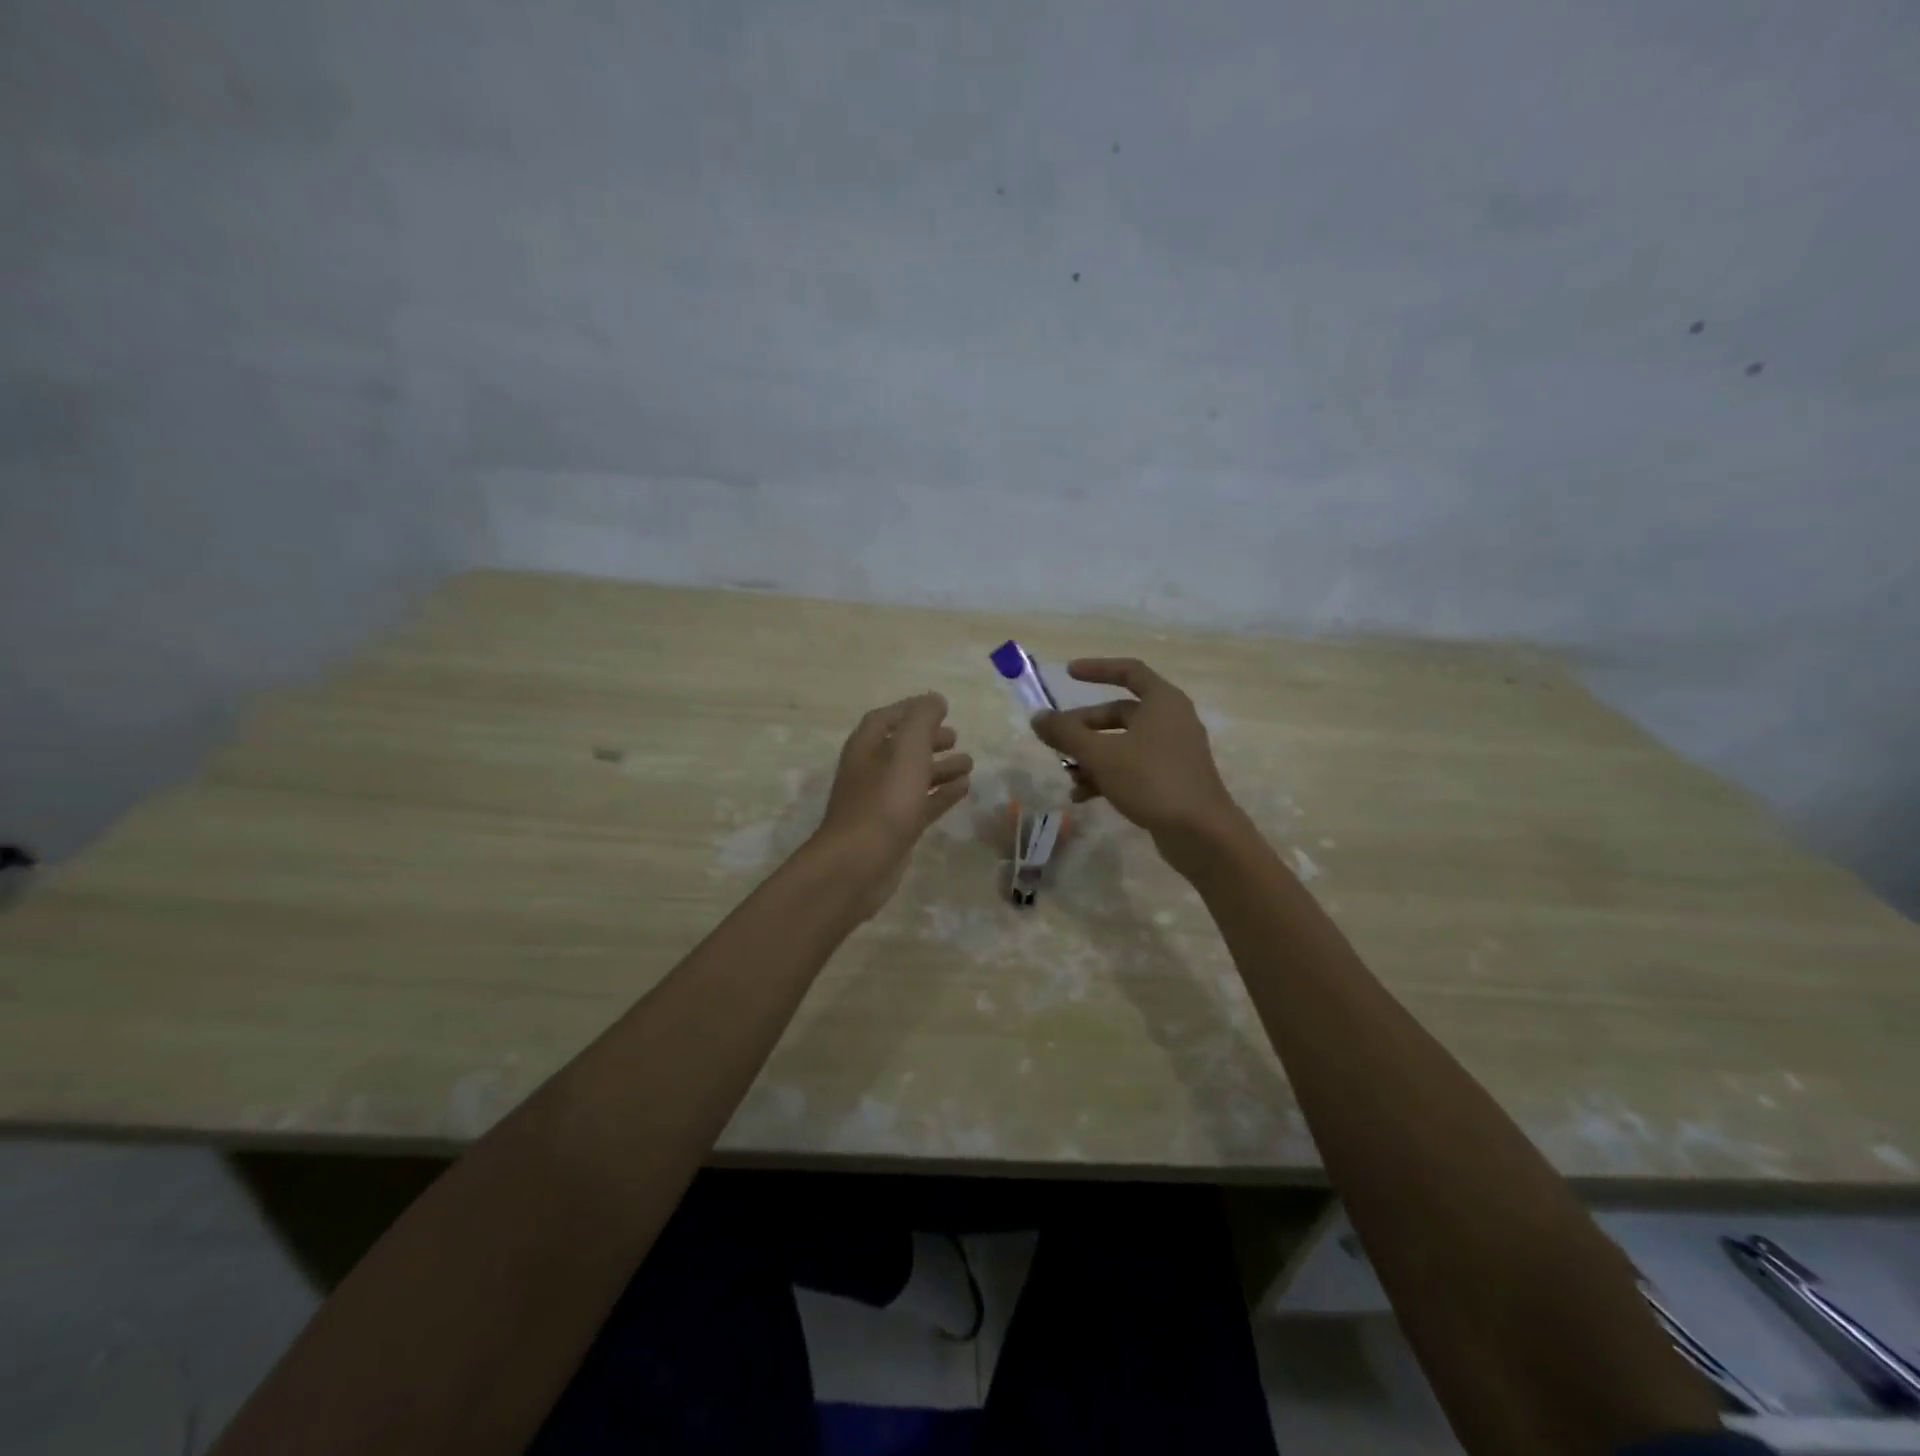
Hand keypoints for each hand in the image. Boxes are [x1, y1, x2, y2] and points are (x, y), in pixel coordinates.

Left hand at [811, 692, 972, 914]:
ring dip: (940, 767)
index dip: (911, 710)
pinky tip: (964, 789)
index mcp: (866, 748)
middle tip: (955, 736)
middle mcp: (870, 771)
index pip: (886, 719)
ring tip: (969, 763)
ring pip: (914, 777)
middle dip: (928, 740)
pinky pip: (922, 804)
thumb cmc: (883, 800)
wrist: (859, 864)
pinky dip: (942, 794)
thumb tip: (934, 699)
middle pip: (901, 748)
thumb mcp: (906, 750)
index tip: (940, 707)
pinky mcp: (895, 830)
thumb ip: (922, 720)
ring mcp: (882, 803)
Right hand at [1030, 659, 1244, 858]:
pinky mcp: (1171, 780)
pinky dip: (1107, 776)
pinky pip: (1132, 768)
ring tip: (1068, 776)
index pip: (1129, 671)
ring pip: (1122, 744)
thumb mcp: (1101, 754)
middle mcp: (1171, 721)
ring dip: (1092, 756)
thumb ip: (1066, 733)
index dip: (1097, 669)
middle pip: (1119, 713)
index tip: (1068, 674)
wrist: (1201, 833)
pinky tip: (1082, 796)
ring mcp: (1173, 752)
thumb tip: (1038, 718)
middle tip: (1055, 739)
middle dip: (1084, 727)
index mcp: (1162, 702)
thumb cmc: (1151, 780)